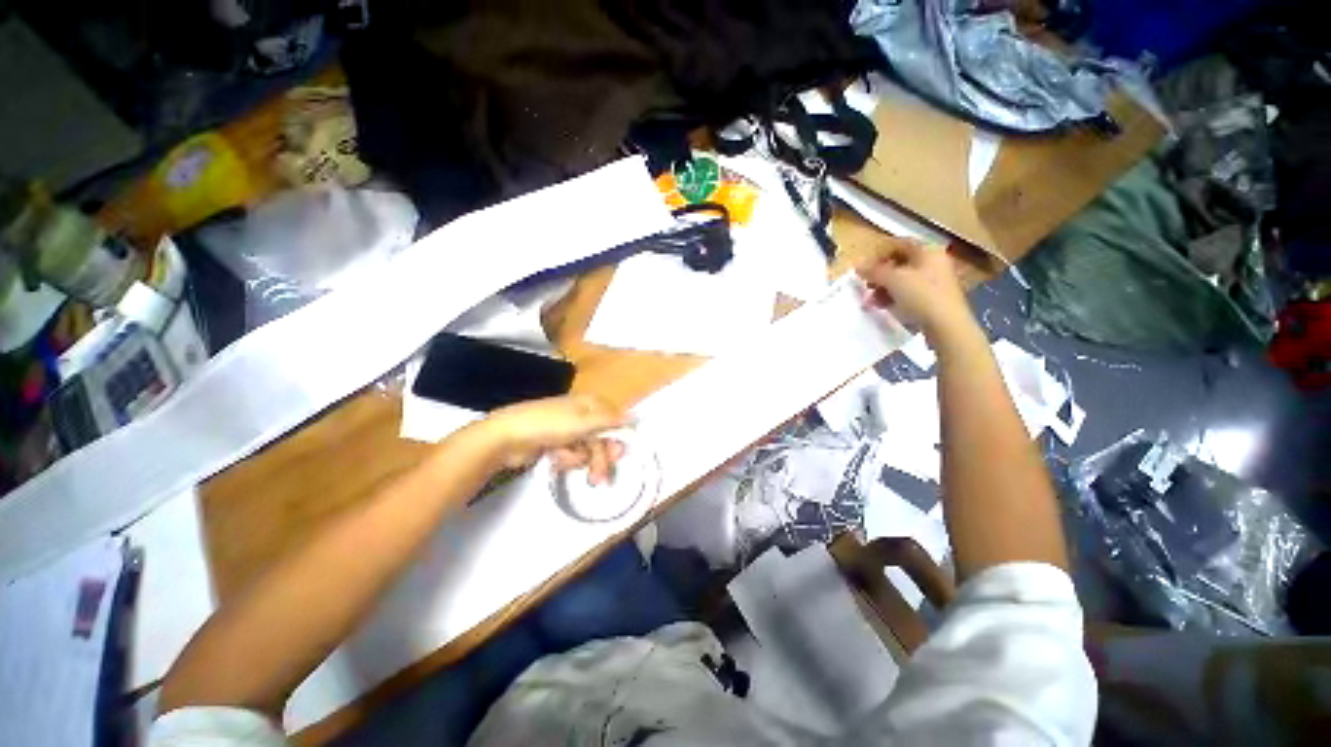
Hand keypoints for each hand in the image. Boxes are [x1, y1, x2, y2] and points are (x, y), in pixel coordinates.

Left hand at [480, 395, 627, 484]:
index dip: (619, 436)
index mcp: (589, 404)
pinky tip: (554, 458)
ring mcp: (568, 430)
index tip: (621, 453)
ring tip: (567, 464)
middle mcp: (581, 415)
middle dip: (600, 457)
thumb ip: (609, 421)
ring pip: (588, 449)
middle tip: (601, 477)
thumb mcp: (582, 422)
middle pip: (602, 438)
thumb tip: (634, 416)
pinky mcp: (557, 444)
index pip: (614, 419)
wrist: (506, 438)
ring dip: (580, 460)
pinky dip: (566, 459)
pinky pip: (572, 455)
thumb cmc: (547, 425)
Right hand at [855, 238, 972, 337]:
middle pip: (900, 263)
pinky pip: (909, 293)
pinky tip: (884, 307)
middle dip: (880, 274)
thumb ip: (873, 271)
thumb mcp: (892, 280)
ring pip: (903, 280)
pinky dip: (894, 297)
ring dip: (883, 288)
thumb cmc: (920, 295)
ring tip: (872, 301)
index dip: (879, 254)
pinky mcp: (934, 298)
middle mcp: (933, 261)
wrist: (946, 324)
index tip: (865, 268)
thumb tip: (858, 266)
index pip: (899, 244)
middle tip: (866, 285)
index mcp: (927, 250)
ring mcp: (935, 281)